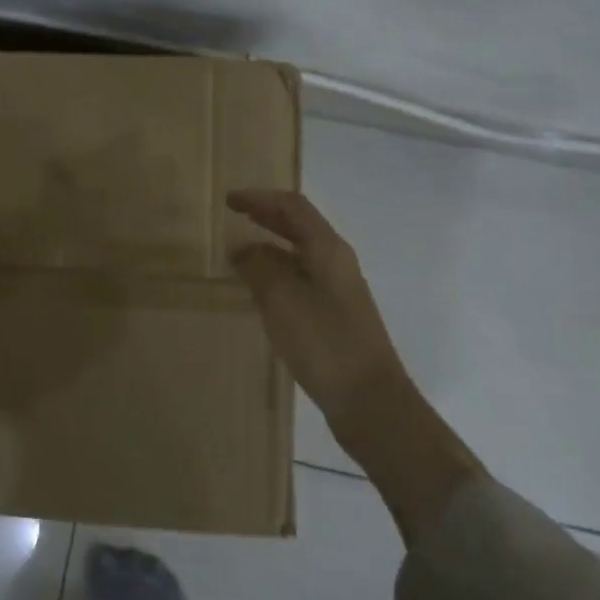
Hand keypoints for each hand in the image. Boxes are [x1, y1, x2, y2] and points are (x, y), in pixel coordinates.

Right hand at [226, 189, 407, 435]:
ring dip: (271, 245)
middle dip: (267, 216)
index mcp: (328, 250)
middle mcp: (337, 262)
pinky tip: (260, 289)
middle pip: (299, 226)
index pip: (292, 207)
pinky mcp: (335, 315)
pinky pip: (301, 278)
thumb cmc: (325, 343)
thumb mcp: (282, 300)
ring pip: (300, 254)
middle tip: (235, 214)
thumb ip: (258, 267)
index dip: (260, 198)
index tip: (229, 200)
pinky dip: (277, 272)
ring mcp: (339, 290)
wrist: (371, 401)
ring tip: (240, 251)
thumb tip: (242, 249)